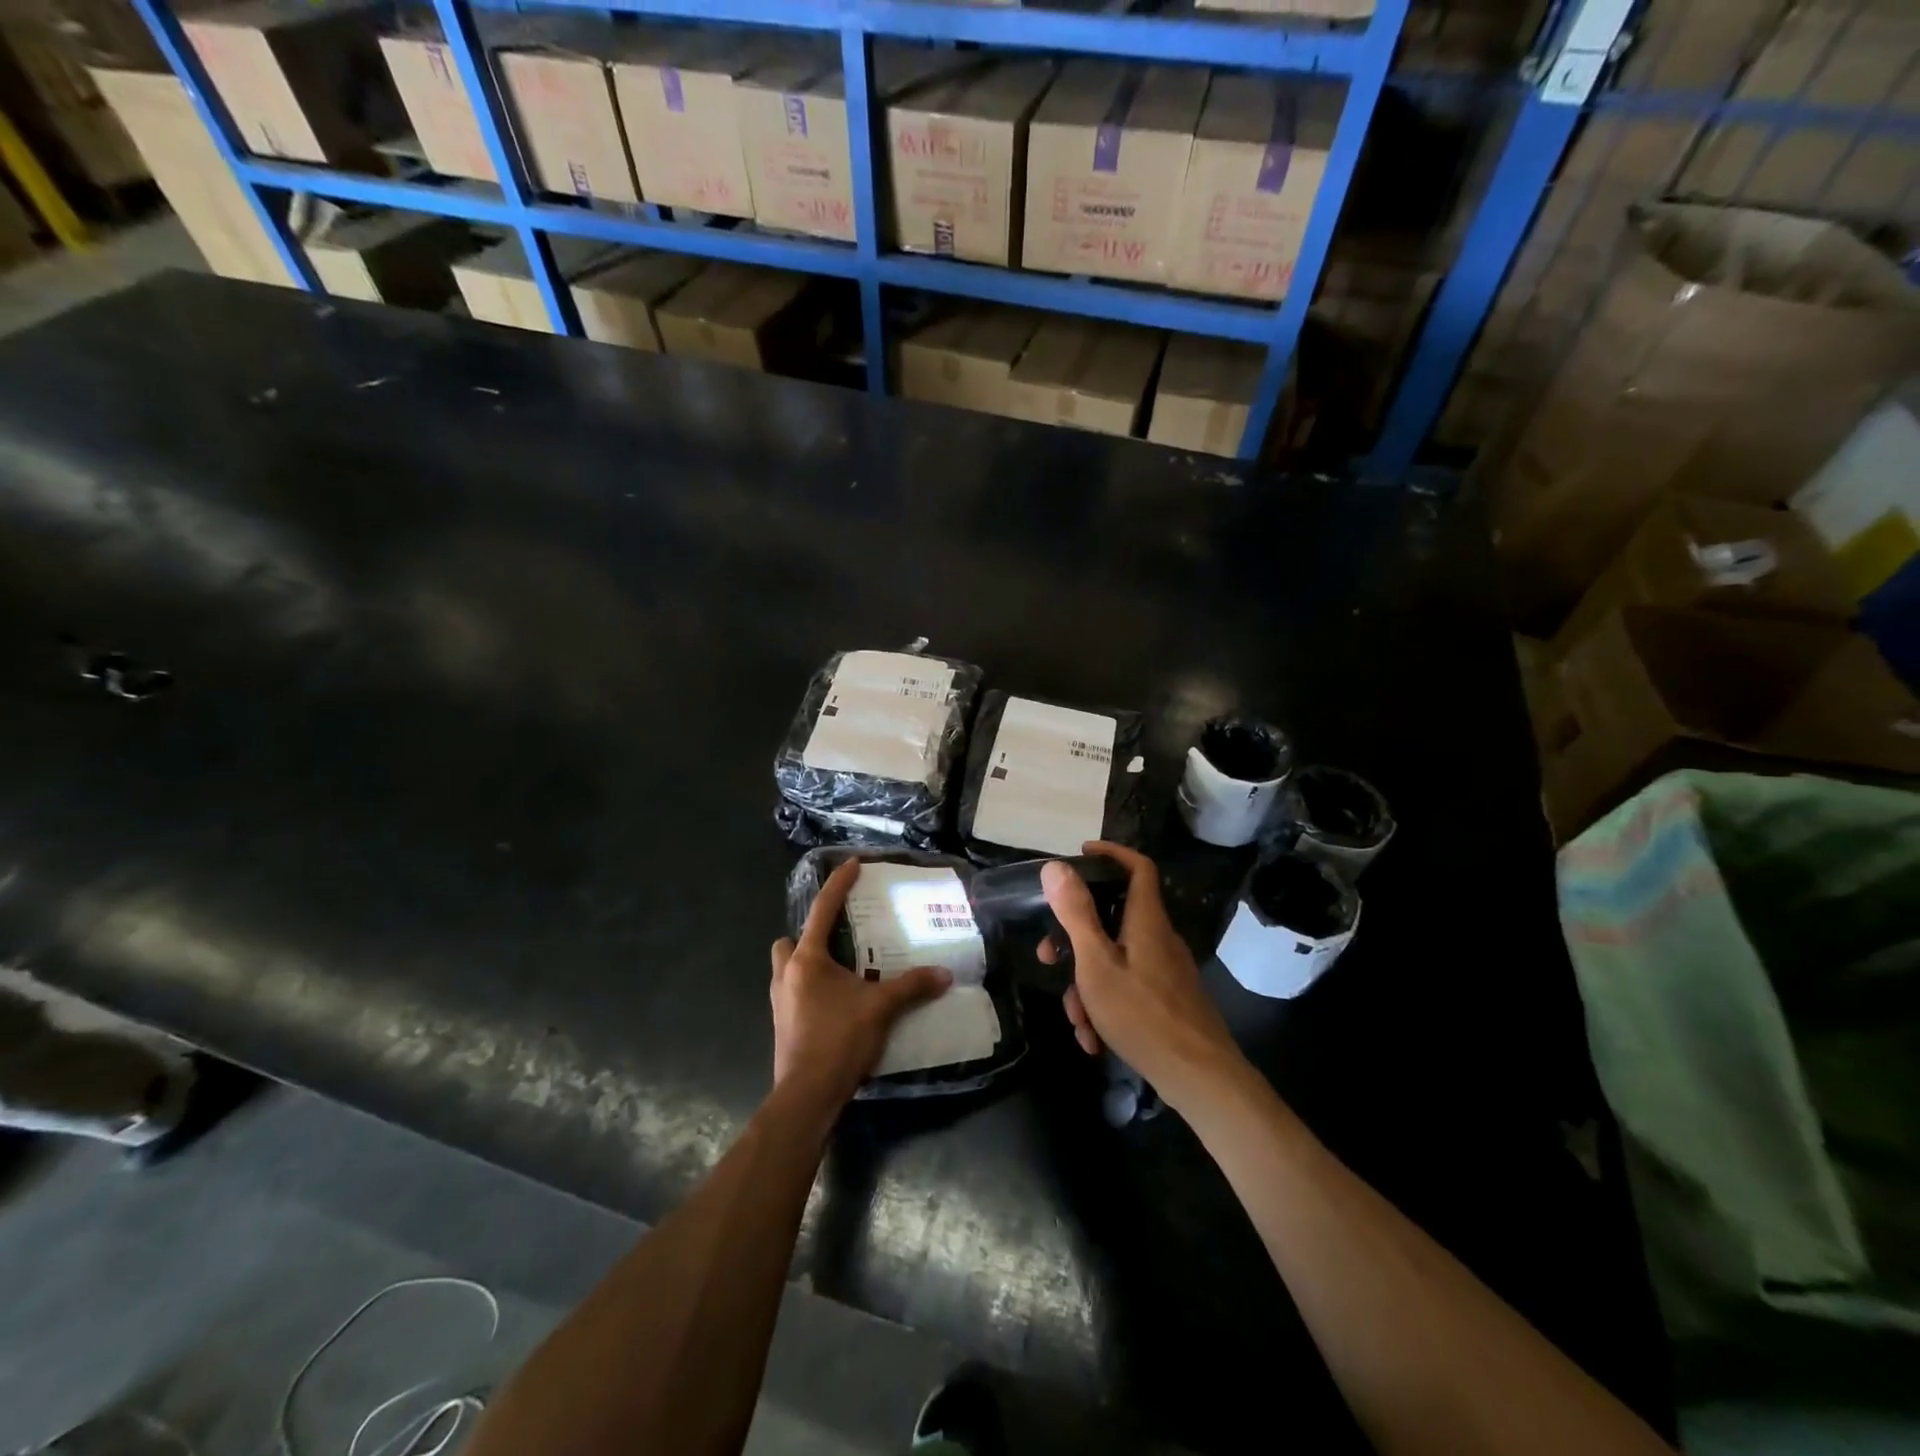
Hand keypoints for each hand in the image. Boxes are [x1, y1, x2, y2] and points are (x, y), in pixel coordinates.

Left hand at [770, 859, 950, 1108]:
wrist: (807, 1095)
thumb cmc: (839, 1039)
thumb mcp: (881, 1008)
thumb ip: (912, 986)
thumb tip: (944, 974)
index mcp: (807, 960)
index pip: (822, 910)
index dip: (838, 884)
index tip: (851, 864)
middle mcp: (786, 975)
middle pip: (788, 941)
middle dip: (806, 936)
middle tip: (837, 941)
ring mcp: (779, 1002)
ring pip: (787, 969)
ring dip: (806, 965)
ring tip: (839, 973)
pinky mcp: (782, 1026)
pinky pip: (793, 994)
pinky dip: (810, 991)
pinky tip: (835, 1004)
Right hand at [1040, 842, 1244, 1111]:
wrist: (1201, 1078)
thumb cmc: (1143, 1015)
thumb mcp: (1097, 963)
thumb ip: (1076, 914)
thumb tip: (1055, 867)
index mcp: (1146, 921)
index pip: (1137, 867)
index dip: (1111, 853)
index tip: (1081, 855)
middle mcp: (1158, 939)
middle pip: (1113, 919)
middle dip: (1075, 939)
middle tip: (1047, 956)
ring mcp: (1165, 970)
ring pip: (1114, 961)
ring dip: (1087, 985)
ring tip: (1077, 1021)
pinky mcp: (1167, 999)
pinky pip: (1128, 987)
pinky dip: (1106, 1005)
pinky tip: (1095, 1039)